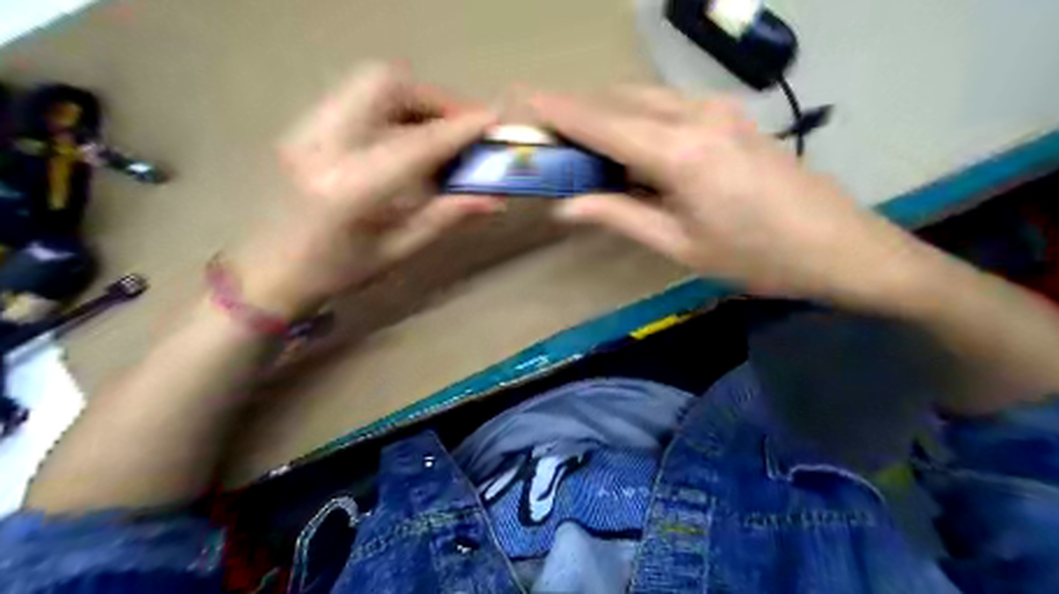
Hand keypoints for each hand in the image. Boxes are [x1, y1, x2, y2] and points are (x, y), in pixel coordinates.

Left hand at [230, 64, 501, 317]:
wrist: (265, 273)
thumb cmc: (334, 273)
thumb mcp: (396, 251)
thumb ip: (445, 217)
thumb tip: (494, 200)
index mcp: (350, 188)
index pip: (417, 143)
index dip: (460, 128)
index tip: (494, 119)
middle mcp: (322, 145)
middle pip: (384, 84)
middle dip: (433, 99)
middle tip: (459, 129)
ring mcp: (304, 129)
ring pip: (366, 83)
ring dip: (411, 100)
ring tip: (434, 133)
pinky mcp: (299, 126)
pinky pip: (353, 98)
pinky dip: (389, 108)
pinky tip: (401, 138)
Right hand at [534, 88, 937, 309]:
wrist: (840, 247)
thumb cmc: (755, 257)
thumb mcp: (679, 244)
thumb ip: (619, 216)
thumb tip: (565, 205)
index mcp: (679, 152)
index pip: (601, 121)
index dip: (556, 110)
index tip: (518, 99)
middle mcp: (695, 115)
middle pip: (619, 100)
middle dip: (579, 113)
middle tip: (549, 140)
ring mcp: (718, 110)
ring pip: (644, 99)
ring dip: (609, 116)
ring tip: (586, 150)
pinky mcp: (732, 116)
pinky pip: (669, 106)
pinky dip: (638, 120)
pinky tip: (634, 150)